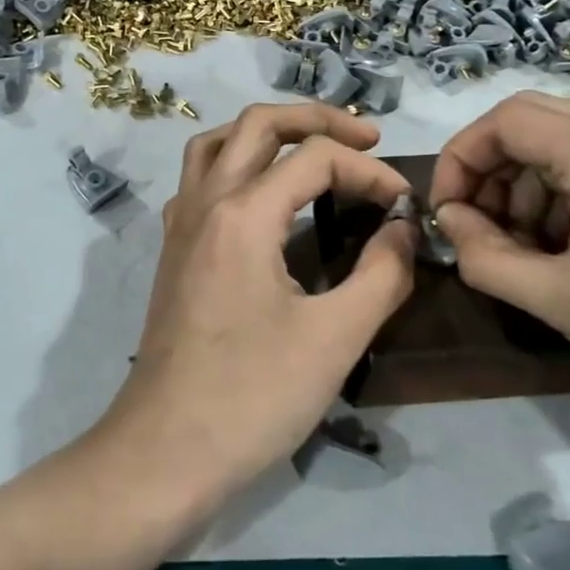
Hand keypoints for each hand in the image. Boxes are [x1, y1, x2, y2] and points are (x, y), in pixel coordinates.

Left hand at [93, 104, 416, 514]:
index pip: (314, 157)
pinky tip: (260, 199)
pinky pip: (199, 180)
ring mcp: (180, 223)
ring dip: (266, 133)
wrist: (165, 451)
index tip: (404, 204)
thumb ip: (380, 274)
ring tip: (310, 149)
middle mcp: (205, 201)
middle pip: (257, 124)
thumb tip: (403, 228)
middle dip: (316, 119)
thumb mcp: (335, 338)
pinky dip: (234, 165)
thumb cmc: (253, 397)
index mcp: (242, 213)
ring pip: (217, 142)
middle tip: (364, 138)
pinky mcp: (173, 250)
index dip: (368, 170)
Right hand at [428, 91, 569, 460]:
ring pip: (567, 139)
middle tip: (479, 230)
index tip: (447, 215)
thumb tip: (451, 224)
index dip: (461, 160)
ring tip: (525, 249)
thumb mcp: (562, 303)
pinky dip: (568, 191)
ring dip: (528, 184)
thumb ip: (486, 255)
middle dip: (491, 170)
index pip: (505, 121)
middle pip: (533, 121)